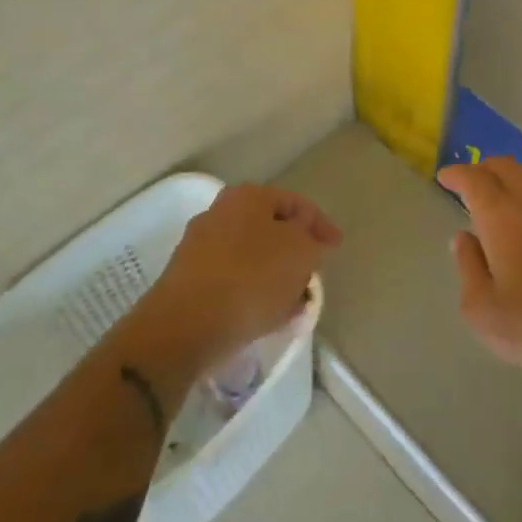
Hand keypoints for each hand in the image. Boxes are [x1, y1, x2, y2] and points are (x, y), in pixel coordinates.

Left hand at [142, 184, 341, 370]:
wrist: (184, 325)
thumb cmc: (251, 278)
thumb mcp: (301, 253)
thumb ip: (313, 241)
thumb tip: (308, 240)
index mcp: (249, 197)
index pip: (296, 203)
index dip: (322, 224)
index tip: (337, 248)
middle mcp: (221, 213)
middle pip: (271, 229)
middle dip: (296, 252)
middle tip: (314, 274)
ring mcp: (200, 246)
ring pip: (253, 256)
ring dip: (276, 276)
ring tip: (295, 303)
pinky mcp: (189, 280)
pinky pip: (233, 280)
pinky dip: (254, 292)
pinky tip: (268, 315)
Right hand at [438, 157, 521, 395]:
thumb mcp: (484, 312)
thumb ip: (468, 268)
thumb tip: (464, 238)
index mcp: (504, 218)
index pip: (475, 179)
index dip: (457, 175)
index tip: (445, 178)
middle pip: (507, 168)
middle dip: (484, 169)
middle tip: (472, 183)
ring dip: (515, 180)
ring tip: (505, 197)